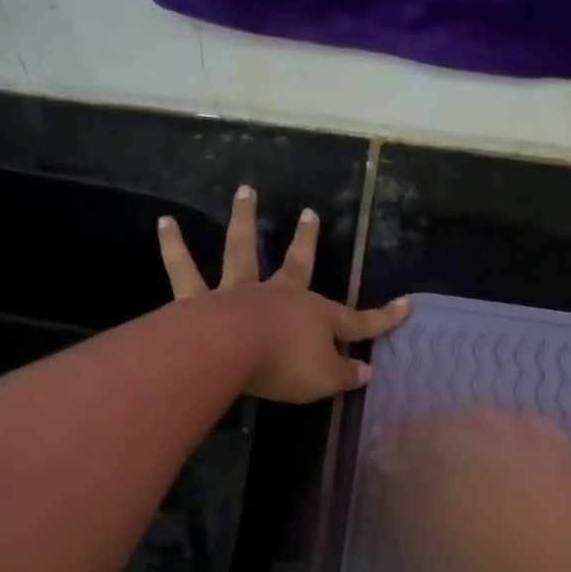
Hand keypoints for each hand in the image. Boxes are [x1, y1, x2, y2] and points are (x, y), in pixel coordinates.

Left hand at [158, 186, 408, 403]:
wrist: (230, 353)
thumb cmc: (284, 366)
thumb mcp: (325, 380)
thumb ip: (346, 376)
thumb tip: (367, 372)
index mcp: (316, 317)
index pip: (358, 321)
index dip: (383, 319)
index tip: (406, 305)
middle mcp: (280, 295)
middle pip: (297, 264)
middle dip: (306, 240)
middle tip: (308, 212)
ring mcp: (240, 292)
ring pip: (242, 251)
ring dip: (244, 220)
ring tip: (244, 191)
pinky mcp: (201, 299)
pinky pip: (184, 270)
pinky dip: (174, 247)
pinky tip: (165, 222)